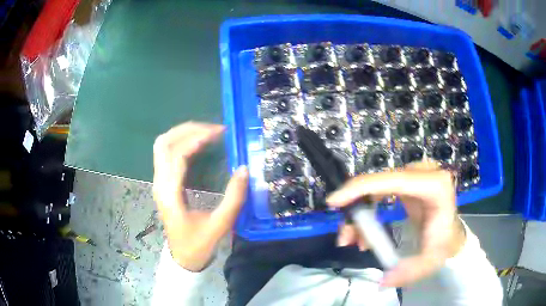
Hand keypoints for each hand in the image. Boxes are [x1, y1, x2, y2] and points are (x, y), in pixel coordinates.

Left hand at [153, 122, 248, 271]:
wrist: (183, 258)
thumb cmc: (199, 244)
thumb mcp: (220, 225)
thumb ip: (233, 198)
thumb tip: (245, 169)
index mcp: (170, 193)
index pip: (177, 154)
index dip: (197, 138)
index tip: (219, 132)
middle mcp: (160, 183)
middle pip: (164, 143)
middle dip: (187, 130)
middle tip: (213, 129)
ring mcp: (159, 182)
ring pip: (163, 146)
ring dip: (183, 134)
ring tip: (207, 132)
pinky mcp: (163, 184)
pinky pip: (167, 154)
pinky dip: (181, 143)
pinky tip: (198, 145)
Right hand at [326, 162, 465, 286]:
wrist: (450, 233)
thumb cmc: (444, 243)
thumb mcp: (431, 261)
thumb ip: (410, 272)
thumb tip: (383, 281)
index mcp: (435, 186)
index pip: (394, 180)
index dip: (361, 187)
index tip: (334, 202)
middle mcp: (424, 173)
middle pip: (378, 185)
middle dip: (357, 212)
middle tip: (346, 238)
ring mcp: (415, 174)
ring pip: (375, 189)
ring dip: (360, 214)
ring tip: (354, 241)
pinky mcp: (407, 180)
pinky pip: (379, 191)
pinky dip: (367, 209)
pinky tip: (364, 232)